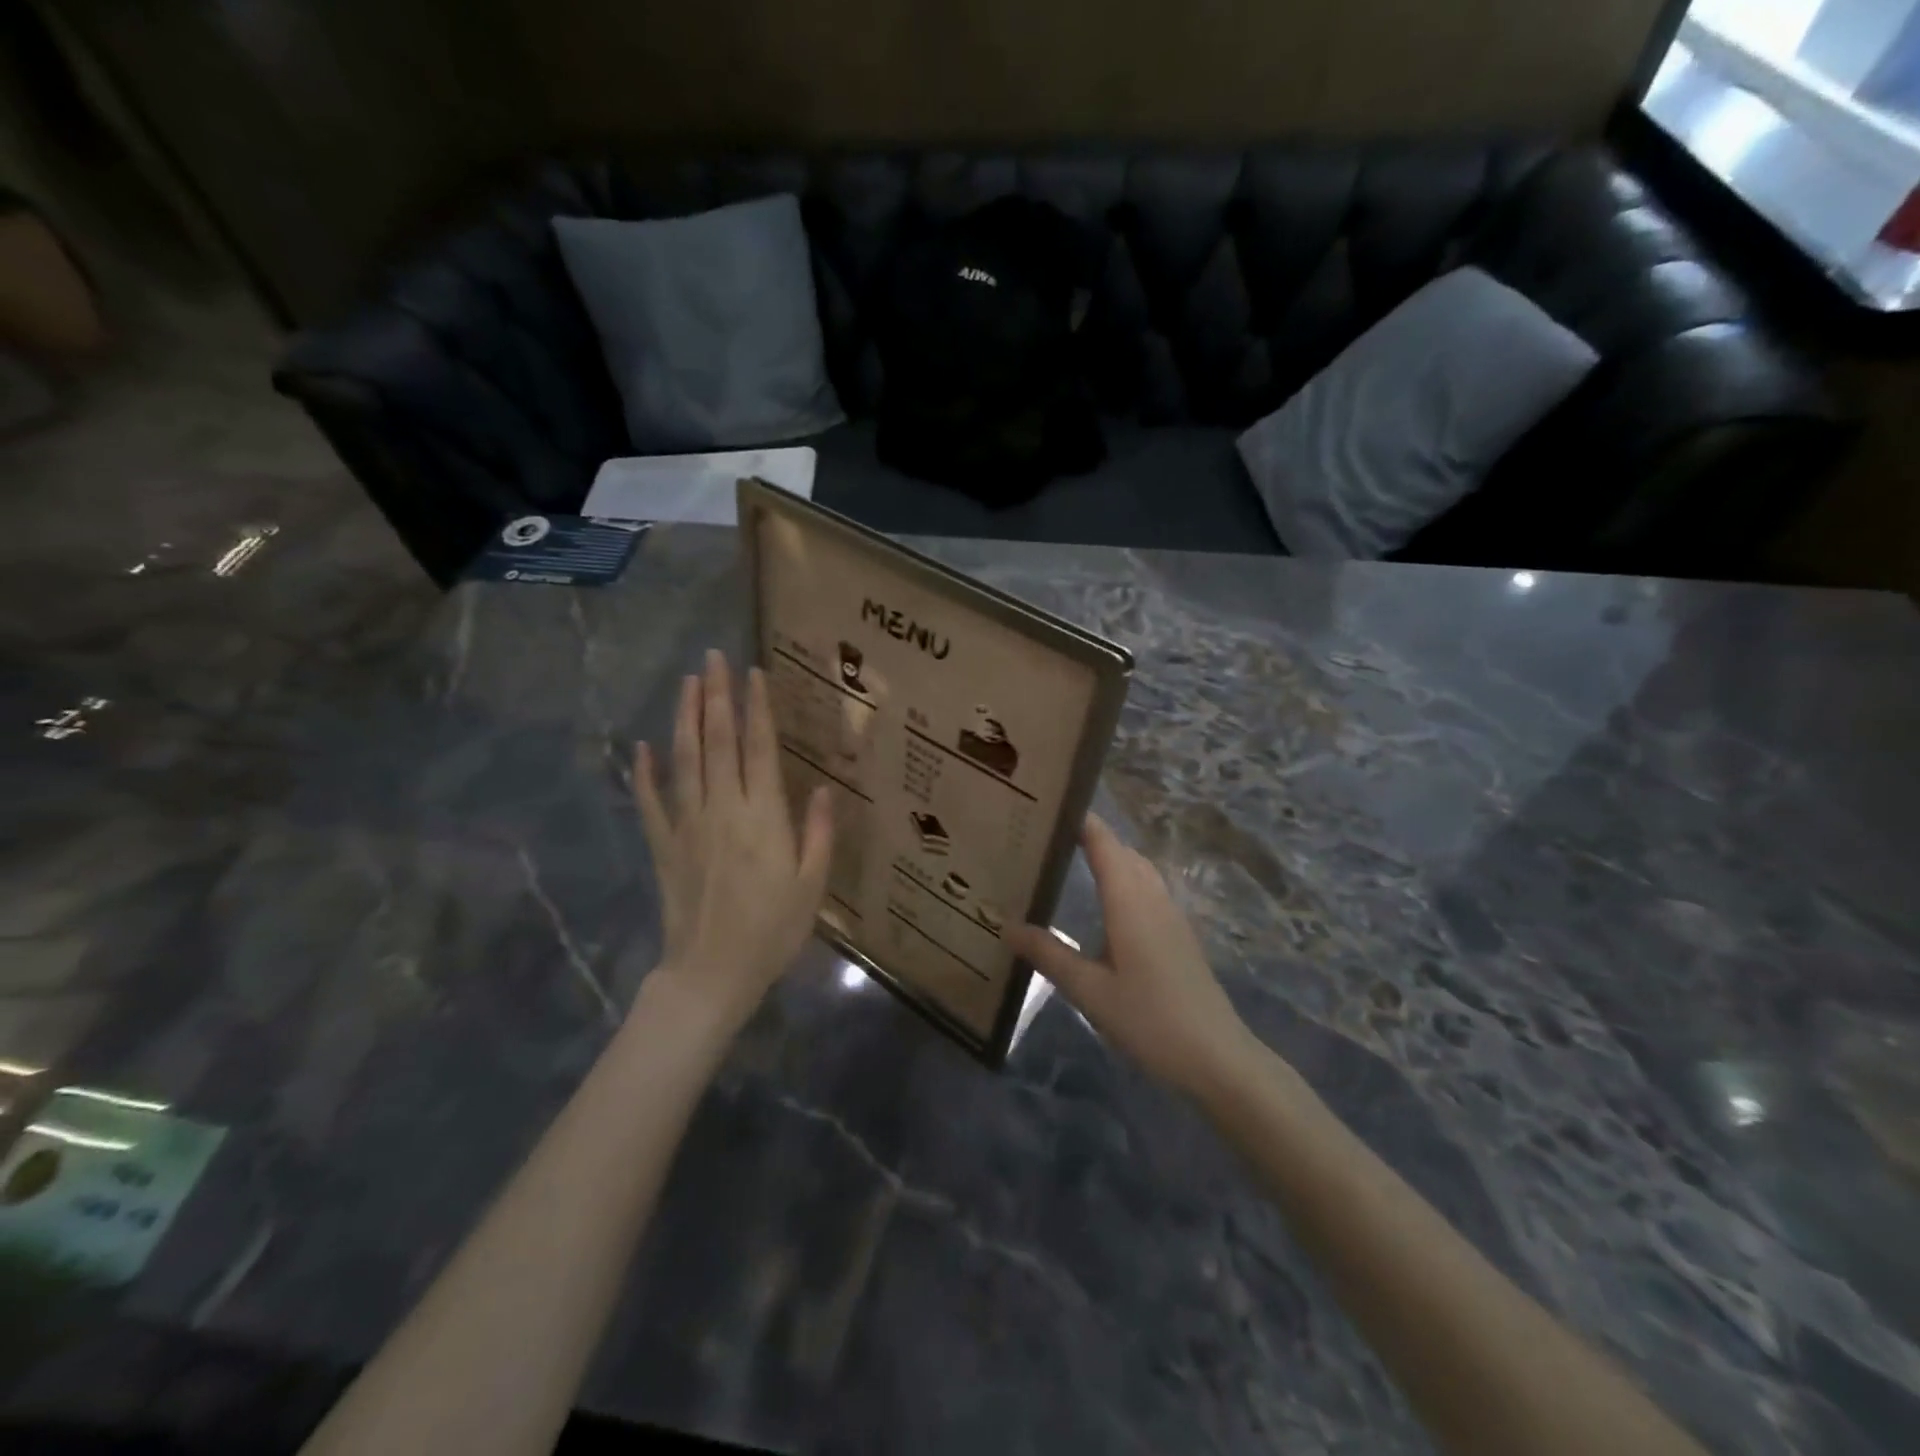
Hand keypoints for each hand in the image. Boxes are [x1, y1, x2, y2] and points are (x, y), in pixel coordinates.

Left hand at [633, 650, 831, 1029]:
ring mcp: (687, 825)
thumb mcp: (812, 886)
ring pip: (684, 759)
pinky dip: (645, 771)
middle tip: (713, 658)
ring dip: (684, 717)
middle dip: (716, 696)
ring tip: (686, 682)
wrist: (711, 973)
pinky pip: (651, 801)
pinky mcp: (663, 845)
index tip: (753, 674)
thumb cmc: (772, 931)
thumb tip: (822, 788)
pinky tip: (642, 746)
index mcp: (763, 817)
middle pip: (717, 741)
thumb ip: (818, 834)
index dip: (756, 709)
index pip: (758, 749)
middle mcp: (723, 809)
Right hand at [1007, 814, 1254, 1097]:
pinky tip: (1107, 902)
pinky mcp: (1179, 935)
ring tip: (1071, 858)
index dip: (1081, 820)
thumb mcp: (1089, 991)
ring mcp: (1171, 915)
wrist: (1216, 1057)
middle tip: (1048, 833)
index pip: (1104, 844)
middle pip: (1122, 851)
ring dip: (1110, 856)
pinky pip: (1148, 888)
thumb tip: (1007, 925)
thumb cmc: (1149, 1019)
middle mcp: (1152, 898)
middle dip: (1091, 835)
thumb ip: (1048, 954)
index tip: (1049, 804)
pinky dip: (1124, 878)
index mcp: (1129, 901)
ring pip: (1139, 869)